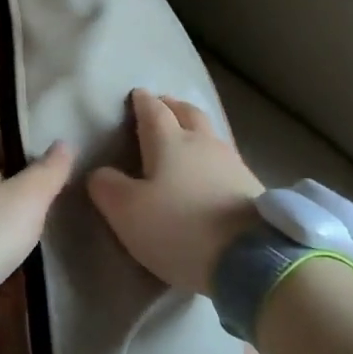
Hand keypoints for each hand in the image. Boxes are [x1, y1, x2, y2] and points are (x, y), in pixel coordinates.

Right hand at [87, 89, 263, 293]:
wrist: (250, 258)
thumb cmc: (180, 228)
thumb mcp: (127, 212)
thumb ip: (107, 187)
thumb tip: (101, 173)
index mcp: (170, 142)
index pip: (153, 111)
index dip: (142, 102)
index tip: (135, 95)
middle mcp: (202, 143)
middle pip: (188, 112)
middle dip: (172, 106)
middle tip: (161, 106)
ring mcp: (231, 162)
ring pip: (209, 133)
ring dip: (194, 127)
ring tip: (184, 135)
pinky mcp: (251, 186)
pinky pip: (224, 158)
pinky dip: (210, 154)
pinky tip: (208, 169)